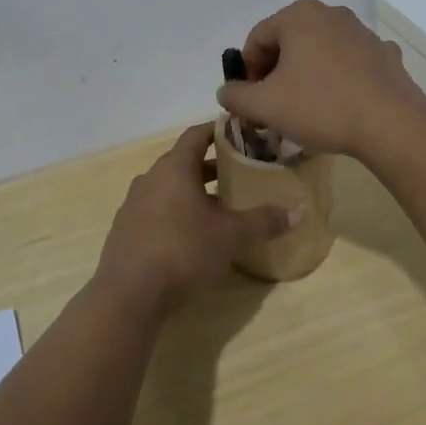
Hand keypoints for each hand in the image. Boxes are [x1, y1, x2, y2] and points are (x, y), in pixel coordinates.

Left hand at [94, 124, 298, 318]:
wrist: (129, 294)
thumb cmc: (183, 250)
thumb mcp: (231, 236)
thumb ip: (264, 221)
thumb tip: (299, 211)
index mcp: (174, 167)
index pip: (196, 135)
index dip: (217, 131)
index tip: (238, 133)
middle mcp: (150, 178)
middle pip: (183, 162)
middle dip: (210, 166)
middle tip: (238, 173)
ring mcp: (134, 204)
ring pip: (168, 188)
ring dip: (192, 192)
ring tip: (220, 207)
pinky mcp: (125, 230)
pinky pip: (155, 210)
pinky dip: (175, 213)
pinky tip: (192, 236)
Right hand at [215, 0, 425, 158]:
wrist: (391, 124)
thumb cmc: (320, 106)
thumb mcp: (264, 105)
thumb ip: (236, 96)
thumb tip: (226, 91)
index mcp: (298, 16)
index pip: (257, 38)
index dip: (248, 70)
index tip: (251, 99)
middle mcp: (330, 13)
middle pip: (289, 41)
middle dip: (277, 71)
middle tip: (274, 104)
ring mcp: (362, 31)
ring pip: (320, 51)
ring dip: (307, 73)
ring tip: (307, 108)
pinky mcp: (384, 54)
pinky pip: (350, 63)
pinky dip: (339, 78)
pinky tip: (341, 104)